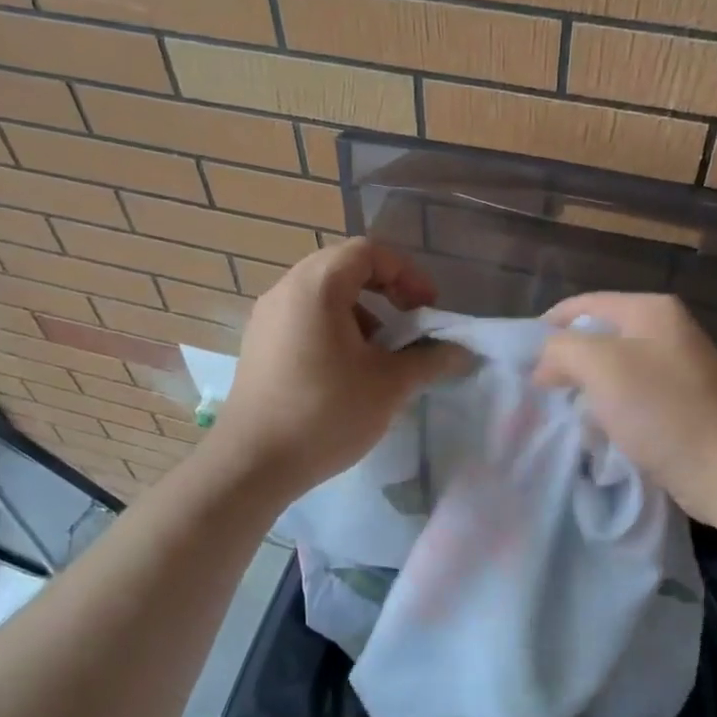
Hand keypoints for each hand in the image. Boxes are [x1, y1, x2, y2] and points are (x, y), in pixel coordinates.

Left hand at [210, 239, 467, 499]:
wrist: (253, 464)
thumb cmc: (325, 413)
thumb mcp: (389, 385)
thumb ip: (431, 360)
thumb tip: (463, 352)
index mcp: (316, 286)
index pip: (368, 252)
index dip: (407, 273)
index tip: (427, 308)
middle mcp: (286, 290)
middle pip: (344, 267)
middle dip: (386, 289)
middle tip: (410, 321)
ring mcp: (267, 318)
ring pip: (323, 294)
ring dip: (361, 311)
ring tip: (381, 350)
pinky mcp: (259, 345)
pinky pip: (304, 317)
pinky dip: (335, 328)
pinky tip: (348, 370)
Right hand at [533, 293, 716, 528]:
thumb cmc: (661, 410)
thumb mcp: (600, 366)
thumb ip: (561, 349)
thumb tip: (545, 362)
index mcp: (652, 310)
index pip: (585, 304)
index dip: (549, 327)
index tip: (523, 359)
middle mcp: (670, 330)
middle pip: (601, 334)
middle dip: (569, 359)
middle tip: (541, 388)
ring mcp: (682, 367)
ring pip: (616, 367)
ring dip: (589, 386)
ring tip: (566, 409)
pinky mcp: (686, 402)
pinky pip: (635, 394)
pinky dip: (612, 406)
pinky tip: (600, 429)